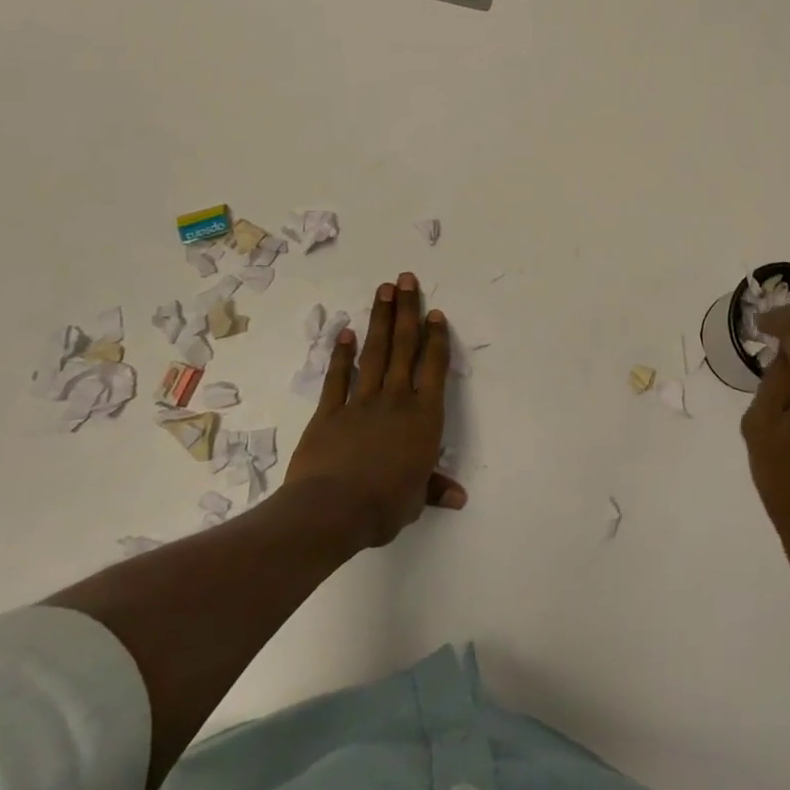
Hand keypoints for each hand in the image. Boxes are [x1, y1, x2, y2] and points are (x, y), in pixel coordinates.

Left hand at [281, 272, 466, 552]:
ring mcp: (361, 402)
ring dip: (380, 320)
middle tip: (406, 279)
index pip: (433, 367)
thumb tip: (459, 498)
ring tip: (384, 290)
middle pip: (404, 347)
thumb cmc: (385, 504)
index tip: (434, 312)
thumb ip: (434, 489)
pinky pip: (338, 377)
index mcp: (424, 416)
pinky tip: (345, 332)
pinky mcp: (330, 412)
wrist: (333, 509)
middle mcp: (396, 399)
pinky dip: (341, 355)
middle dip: (407, 311)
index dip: (436, 338)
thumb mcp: (415, 499)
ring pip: (375, 353)